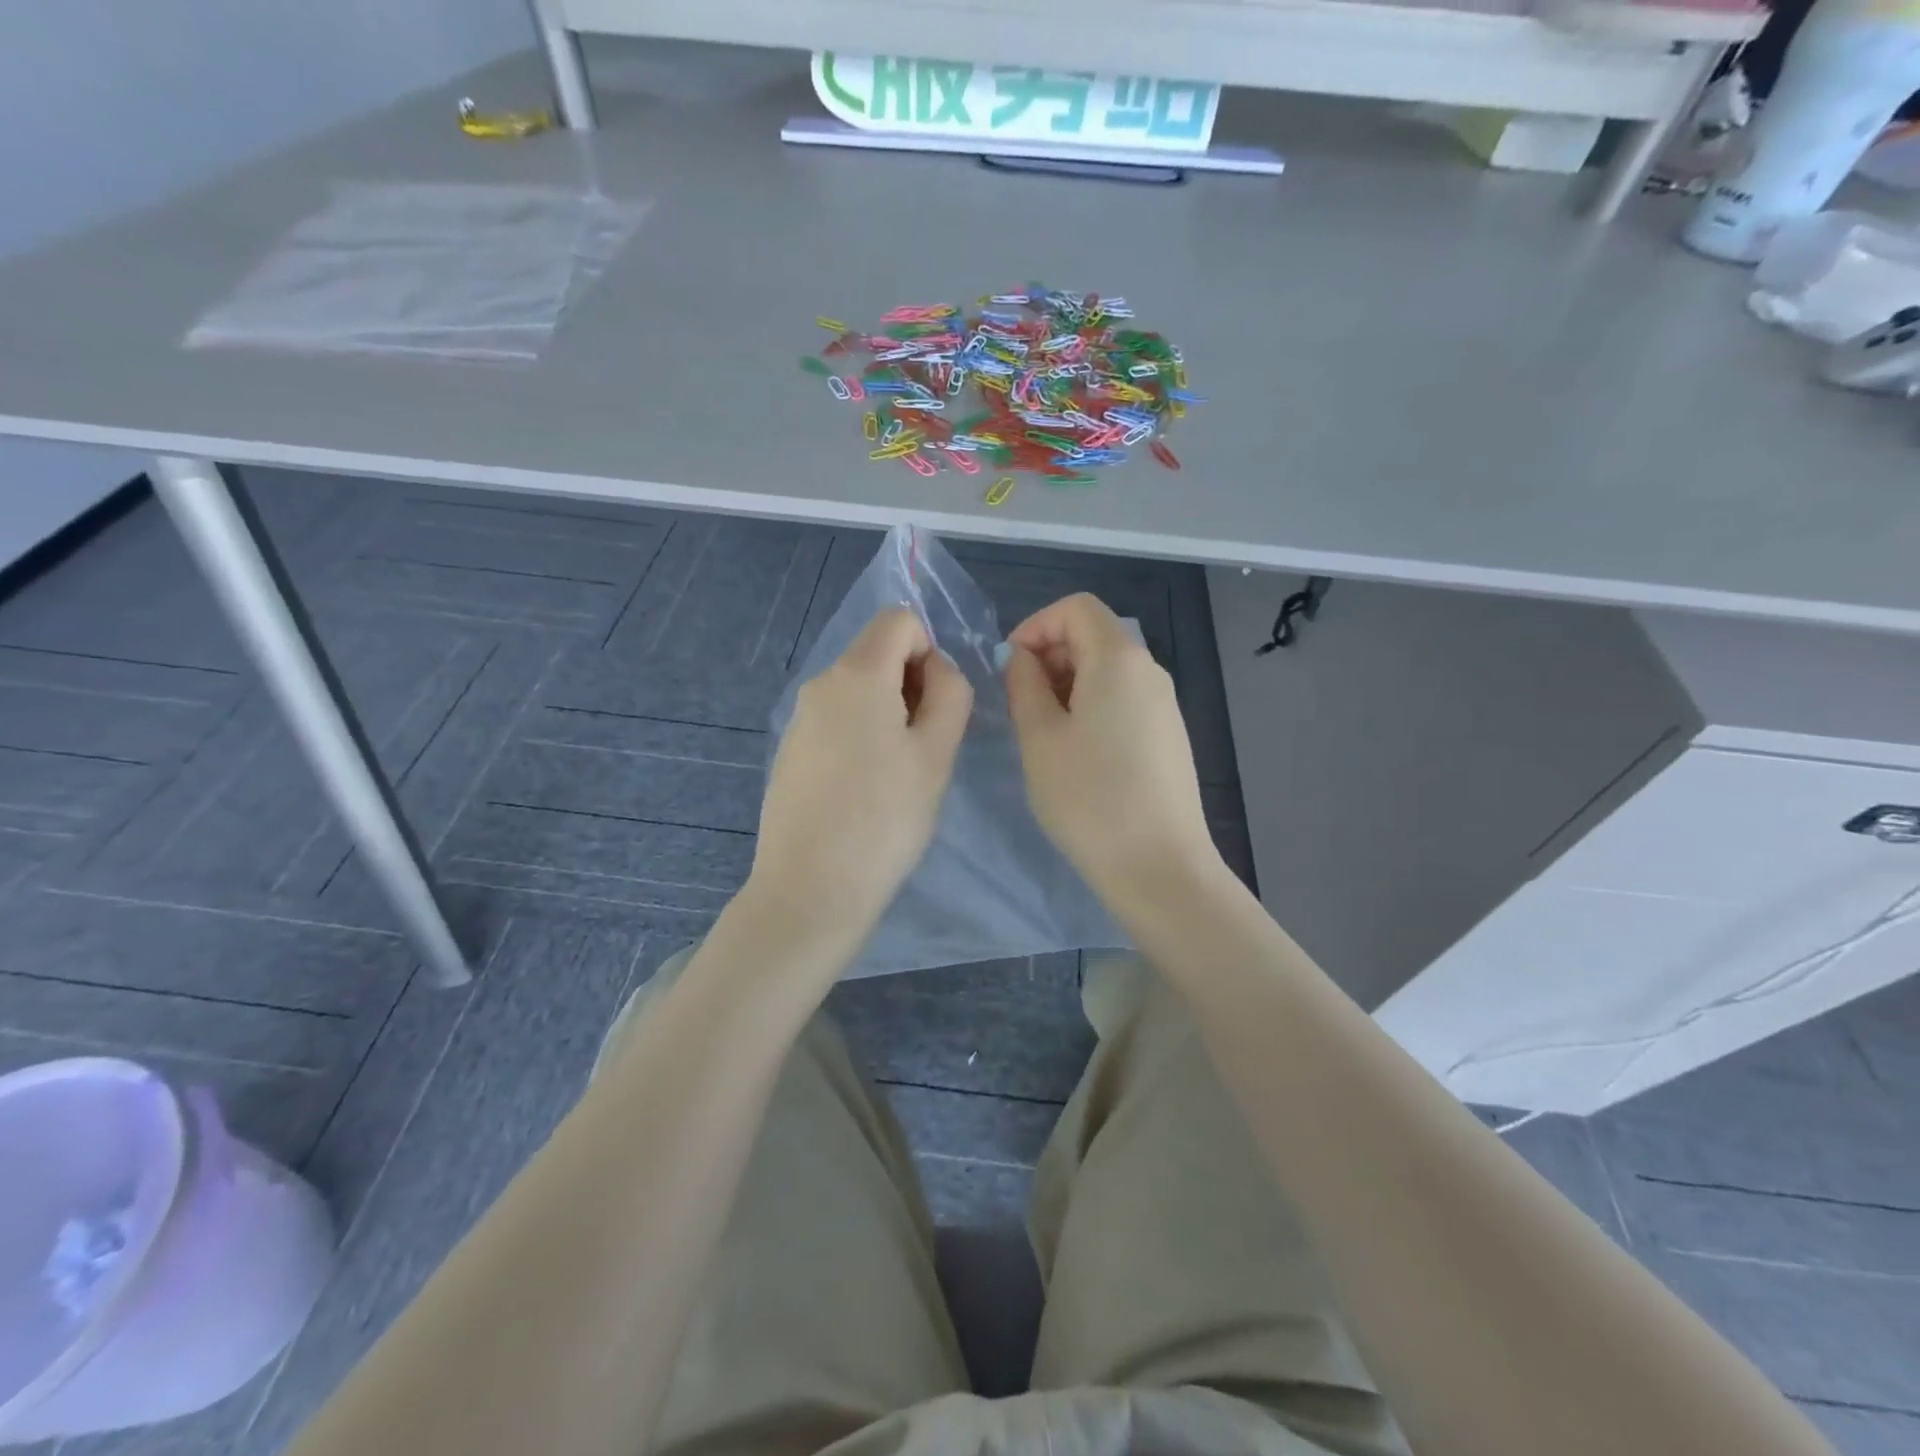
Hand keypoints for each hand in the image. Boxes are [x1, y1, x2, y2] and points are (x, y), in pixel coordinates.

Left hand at [749, 608, 972, 953]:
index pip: (899, 619)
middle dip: (912, 685)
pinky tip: (865, 790)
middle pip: (878, 653)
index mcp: (856, 674)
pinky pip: (838, 721)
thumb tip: (936, 670)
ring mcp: (799, 719)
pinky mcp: (791, 752)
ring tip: (898, 775)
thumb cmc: (885, 818)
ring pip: (859, 690)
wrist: (811, 889)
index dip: (930, 650)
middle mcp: (820, 684)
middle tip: (925, 748)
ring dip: (890, 714)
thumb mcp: (936, 753)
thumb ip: (950, 693)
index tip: (936, 706)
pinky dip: (862, 736)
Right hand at [1004, 594, 1219, 900]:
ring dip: (1067, 684)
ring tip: (1042, 731)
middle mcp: (1149, 671)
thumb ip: (1024, 684)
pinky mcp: (1169, 735)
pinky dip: (1091, 705)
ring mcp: (1164, 704)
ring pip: (1108, 670)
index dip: (1035, 625)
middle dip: (1049, 655)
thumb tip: (1023, 659)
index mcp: (1118, 659)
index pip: (1076, 608)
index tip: (1010, 667)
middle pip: (1094, 636)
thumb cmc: (1088, 797)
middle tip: (1019, 702)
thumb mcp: (1039, 736)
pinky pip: (1124, 699)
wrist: (1158, 864)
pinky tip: (1076, 751)